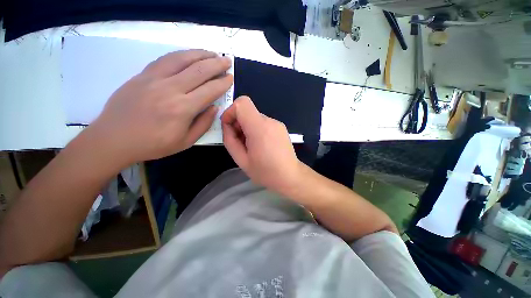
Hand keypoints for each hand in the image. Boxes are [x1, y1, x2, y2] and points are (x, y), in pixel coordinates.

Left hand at [90, 50, 232, 164]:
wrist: (114, 139)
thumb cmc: (154, 144)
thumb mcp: (186, 141)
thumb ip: (204, 124)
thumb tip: (215, 107)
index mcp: (183, 109)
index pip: (210, 90)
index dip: (223, 83)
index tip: (230, 77)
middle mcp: (170, 89)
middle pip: (199, 70)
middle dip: (216, 64)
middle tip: (227, 60)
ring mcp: (154, 79)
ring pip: (182, 59)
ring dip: (200, 54)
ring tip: (212, 53)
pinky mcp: (142, 75)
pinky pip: (165, 59)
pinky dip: (181, 55)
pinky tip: (189, 55)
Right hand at [221, 96, 303, 193]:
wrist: (290, 176)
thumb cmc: (265, 171)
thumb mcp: (241, 160)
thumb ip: (230, 140)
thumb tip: (227, 126)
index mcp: (259, 128)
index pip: (242, 103)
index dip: (231, 112)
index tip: (229, 127)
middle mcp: (270, 121)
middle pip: (248, 111)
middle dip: (238, 123)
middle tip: (239, 142)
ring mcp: (277, 123)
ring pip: (255, 117)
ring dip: (248, 128)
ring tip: (251, 146)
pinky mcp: (281, 127)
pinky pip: (263, 123)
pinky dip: (257, 130)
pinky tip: (260, 145)